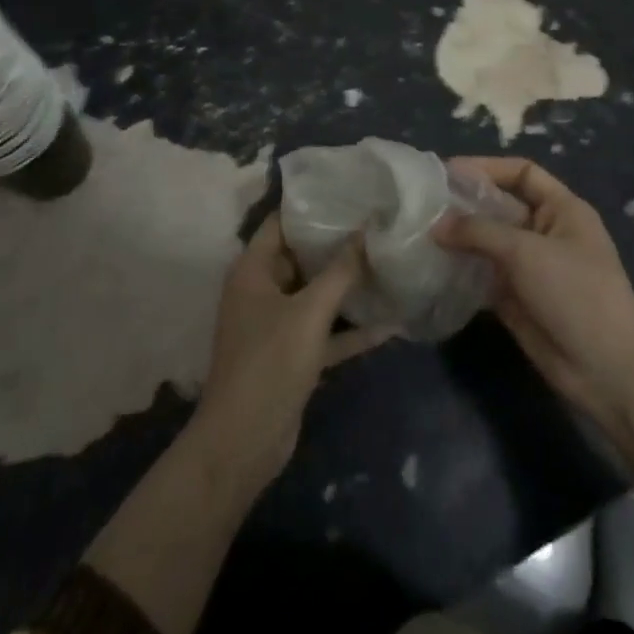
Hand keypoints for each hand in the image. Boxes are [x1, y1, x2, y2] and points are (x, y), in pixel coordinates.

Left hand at [191, 214, 391, 491]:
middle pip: (301, 256)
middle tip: (377, 220)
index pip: (280, 223)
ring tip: (387, 260)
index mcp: (253, 271)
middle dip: (337, 242)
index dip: (311, 205)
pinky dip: (351, 329)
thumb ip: (340, 271)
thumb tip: (366, 230)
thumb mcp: (309, 312)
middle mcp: (262, 291)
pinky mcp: (292, 355)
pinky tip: (390, 323)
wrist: (243, 443)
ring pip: (316, 294)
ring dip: (347, 285)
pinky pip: (326, 332)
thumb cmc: (269, 363)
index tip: (349, 189)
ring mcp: (277, 325)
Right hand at [435, 158, 633, 432]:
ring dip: (459, 238)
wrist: (606, 367)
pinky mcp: (515, 299)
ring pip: (488, 243)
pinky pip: (482, 276)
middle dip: (465, 205)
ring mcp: (530, 267)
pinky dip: (460, 270)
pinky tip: (431, 267)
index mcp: (562, 209)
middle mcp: (545, 232)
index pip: (522, 173)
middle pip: (500, 207)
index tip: (448, 172)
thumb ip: (479, 232)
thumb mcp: (527, 251)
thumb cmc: (575, 291)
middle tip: (423, 204)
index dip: (488, 168)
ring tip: (419, 233)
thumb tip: (436, 224)